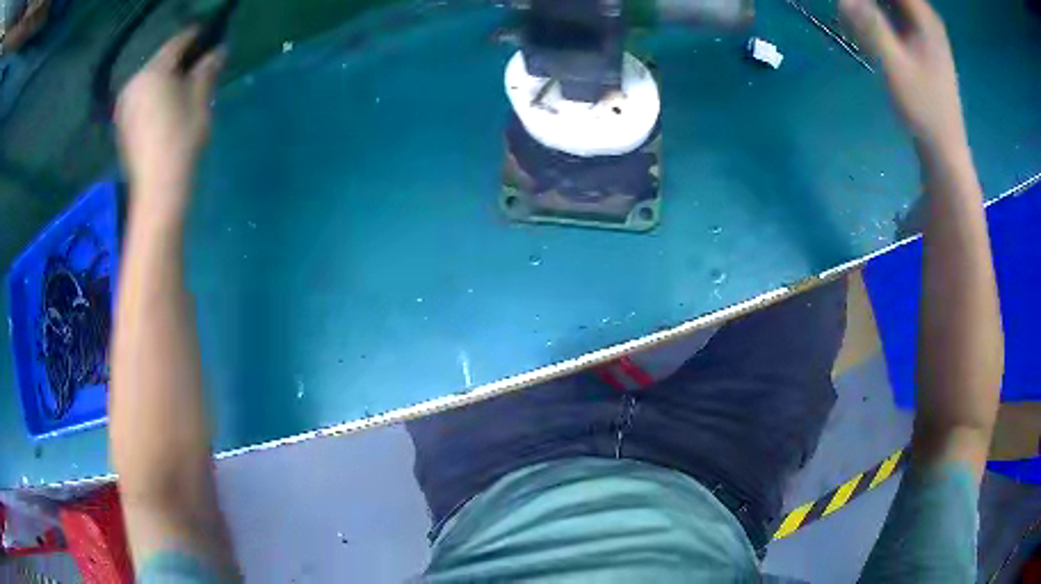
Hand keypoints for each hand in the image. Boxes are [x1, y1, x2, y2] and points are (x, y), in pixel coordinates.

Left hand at [116, 29, 223, 211]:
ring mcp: (124, 106)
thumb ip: (207, 69)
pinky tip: (165, 108)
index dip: (195, 36)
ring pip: (149, 81)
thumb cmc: (181, 139)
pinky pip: (141, 99)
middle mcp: (133, 83)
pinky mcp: (122, 125)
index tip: (209, 35)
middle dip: (179, 61)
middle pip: (160, 62)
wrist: (157, 190)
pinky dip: (154, 97)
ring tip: (182, 87)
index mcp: (153, 71)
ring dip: (165, 80)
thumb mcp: (200, 99)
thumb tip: (218, 50)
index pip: (177, 43)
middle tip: (197, 65)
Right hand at [840, 0, 965, 155]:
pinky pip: (895, 13)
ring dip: (871, 7)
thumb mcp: (894, 66)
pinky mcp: (922, 42)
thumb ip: (870, 26)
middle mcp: (926, 17)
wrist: (944, 147)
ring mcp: (926, 30)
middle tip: (850, 12)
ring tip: (852, 19)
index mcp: (924, 17)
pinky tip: (863, 25)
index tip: (851, 2)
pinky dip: (878, 14)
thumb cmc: (923, 108)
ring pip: (893, 2)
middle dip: (868, 2)